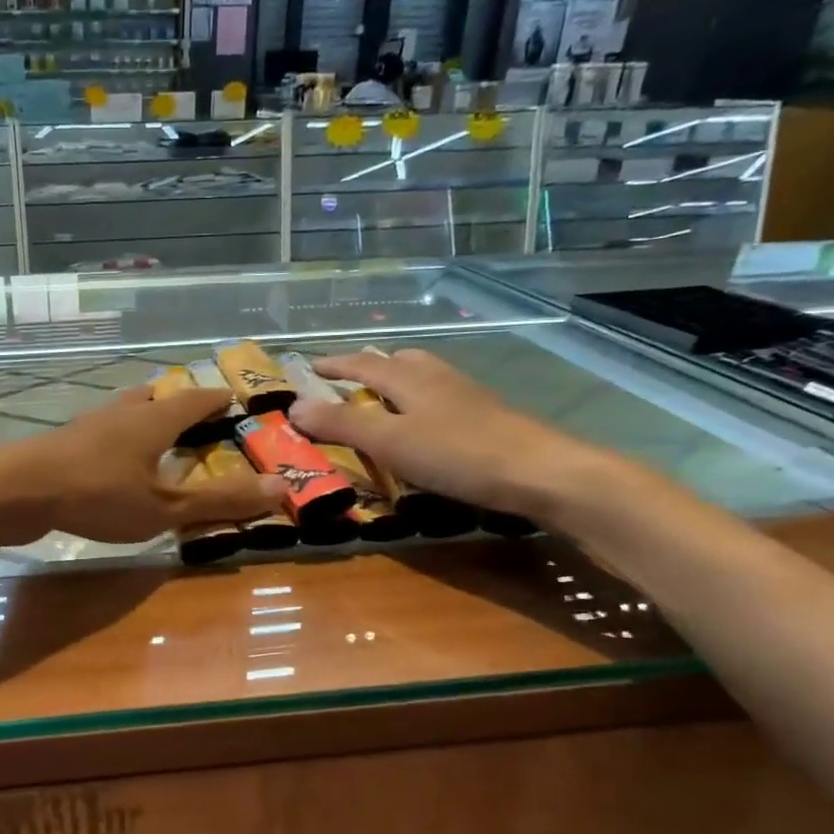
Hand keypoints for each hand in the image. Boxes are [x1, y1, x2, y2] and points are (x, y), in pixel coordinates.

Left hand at [0, 387, 283, 544]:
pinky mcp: (65, 443)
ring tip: (156, 432)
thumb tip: (282, 487)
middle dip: (179, 403)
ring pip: (126, 410)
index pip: (195, 398)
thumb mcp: (165, 507)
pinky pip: (103, 430)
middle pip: (157, 397)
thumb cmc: (99, 495)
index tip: (234, 398)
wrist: (17, 490)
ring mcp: (89, 424)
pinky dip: (119, 436)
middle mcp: (123, 412)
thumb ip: (220, 500)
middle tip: (196, 415)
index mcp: (153, 419)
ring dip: (145, 416)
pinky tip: (112, 459)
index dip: (217, 398)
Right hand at [287, 349, 610, 519]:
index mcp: (409, 378)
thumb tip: (293, 406)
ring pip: (423, 378)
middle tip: (344, 382)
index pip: (362, 363)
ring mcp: (465, 396)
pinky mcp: (485, 417)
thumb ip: (342, 424)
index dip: (333, 364)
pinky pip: (439, 399)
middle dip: (367, 367)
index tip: (307, 368)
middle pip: (398, 361)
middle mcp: (437, 378)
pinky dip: (418, 404)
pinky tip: (422, 428)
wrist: (540, 472)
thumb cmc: (457, 453)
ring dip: (396, 383)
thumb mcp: (389, 441)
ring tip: (380, 403)